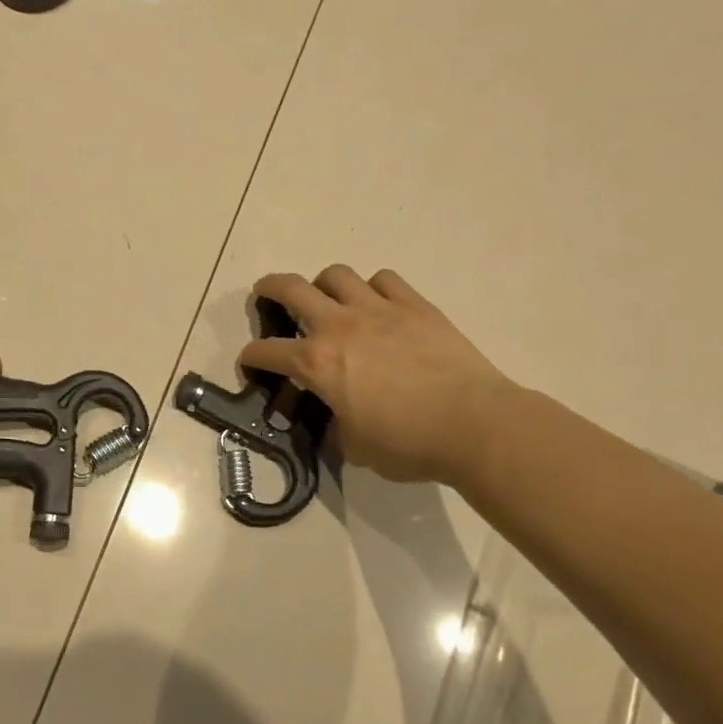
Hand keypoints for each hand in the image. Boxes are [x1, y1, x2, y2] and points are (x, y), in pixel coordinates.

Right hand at [240, 266, 513, 484]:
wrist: (473, 424)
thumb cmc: (408, 443)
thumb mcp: (356, 448)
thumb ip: (335, 427)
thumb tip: (336, 421)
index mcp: (317, 363)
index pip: (267, 352)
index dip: (250, 356)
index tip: (249, 362)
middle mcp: (339, 326)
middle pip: (290, 288)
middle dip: (269, 288)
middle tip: (265, 294)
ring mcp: (378, 309)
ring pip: (336, 275)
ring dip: (322, 284)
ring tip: (327, 298)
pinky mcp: (414, 305)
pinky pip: (384, 279)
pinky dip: (372, 288)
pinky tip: (377, 303)